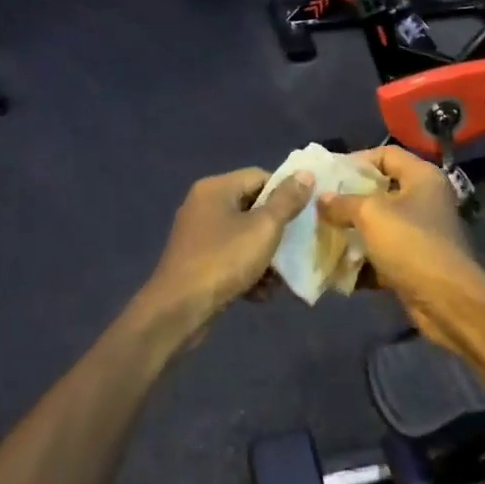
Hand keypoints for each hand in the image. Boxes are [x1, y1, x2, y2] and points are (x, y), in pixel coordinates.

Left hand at [138, 168, 312, 345]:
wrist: (178, 310)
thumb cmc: (223, 261)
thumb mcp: (263, 228)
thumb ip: (286, 200)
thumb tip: (306, 173)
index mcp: (216, 188)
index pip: (260, 177)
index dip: (285, 193)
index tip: (305, 216)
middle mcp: (204, 206)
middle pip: (253, 208)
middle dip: (277, 231)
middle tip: (297, 248)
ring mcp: (199, 236)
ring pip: (244, 237)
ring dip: (265, 257)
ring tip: (279, 278)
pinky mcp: (197, 263)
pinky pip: (231, 259)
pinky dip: (248, 273)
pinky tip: (260, 294)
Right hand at [317, 148, 484, 352]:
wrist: (445, 301)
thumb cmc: (410, 244)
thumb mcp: (371, 214)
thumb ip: (342, 202)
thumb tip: (322, 198)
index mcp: (422, 177)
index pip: (386, 154)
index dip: (356, 160)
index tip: (327, 175)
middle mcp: (424, 200)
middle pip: (380, 190)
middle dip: (347, 199)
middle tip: (318, 205)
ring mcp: (420, 233)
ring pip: (378, 225)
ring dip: (350, 231)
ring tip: (320, 234)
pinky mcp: (413, 262)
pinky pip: (381, 254)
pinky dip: (360, 260)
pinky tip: (334, 266)